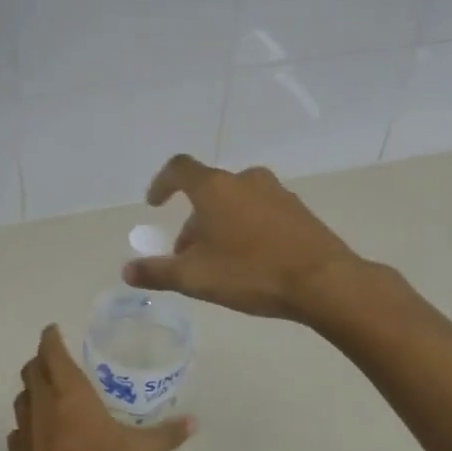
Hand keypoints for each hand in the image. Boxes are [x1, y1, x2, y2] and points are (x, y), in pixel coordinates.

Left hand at [8, 325, 191, 450]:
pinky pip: (17, 431)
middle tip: (54, 360)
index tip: (53, 330)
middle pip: (31, 371)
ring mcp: (24, 432)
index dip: (50, 338)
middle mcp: (42, 405)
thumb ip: (165, 435)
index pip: (52, 353)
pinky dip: (26, 425)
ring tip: (47, 394)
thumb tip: (193, 422)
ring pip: (21, 399)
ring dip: (31, 391)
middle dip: (40, 361)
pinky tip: (39, 436)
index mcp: (69, 393)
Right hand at [123, 156, 361, 321]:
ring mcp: (276, 192)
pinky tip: (252, 261)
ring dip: (220, 225)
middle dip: (193, 220)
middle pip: (208, 192)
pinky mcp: (298, 210)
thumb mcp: (195, 278)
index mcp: (215, 188)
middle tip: (187, 255)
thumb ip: (157, 272)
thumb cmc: (251, 273)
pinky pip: (261, 212)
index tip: (154, 204)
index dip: (161, 183)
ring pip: (235, 202)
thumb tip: (127, 270)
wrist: (324, 281)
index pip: (179, 169)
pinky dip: (246, 228)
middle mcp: (245, 180)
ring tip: (219, 261)